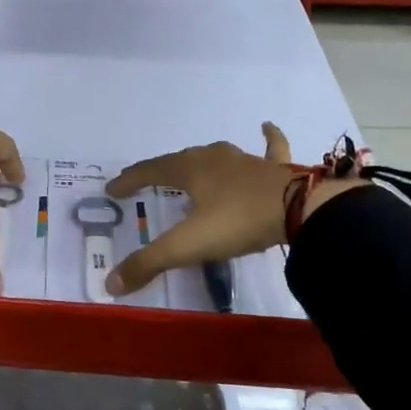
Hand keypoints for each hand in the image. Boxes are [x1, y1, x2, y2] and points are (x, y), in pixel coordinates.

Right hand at [103, 123, 361, 295]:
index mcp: (189, 170)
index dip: (130, 180)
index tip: (113, 189)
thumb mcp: (188, 245)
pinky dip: (267, 137)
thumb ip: (149, 263)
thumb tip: (110, 284)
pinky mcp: (275, 168)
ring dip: (200, 160)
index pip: (150, 171)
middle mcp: (213, 158)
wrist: (300, 209)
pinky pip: (269, 147)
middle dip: (161, 170)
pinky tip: (266, 125)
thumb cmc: (237, 221)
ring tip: (191, 165)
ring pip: (216, 154)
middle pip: (179, 160)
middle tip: (147, 180)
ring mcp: (246, 160)